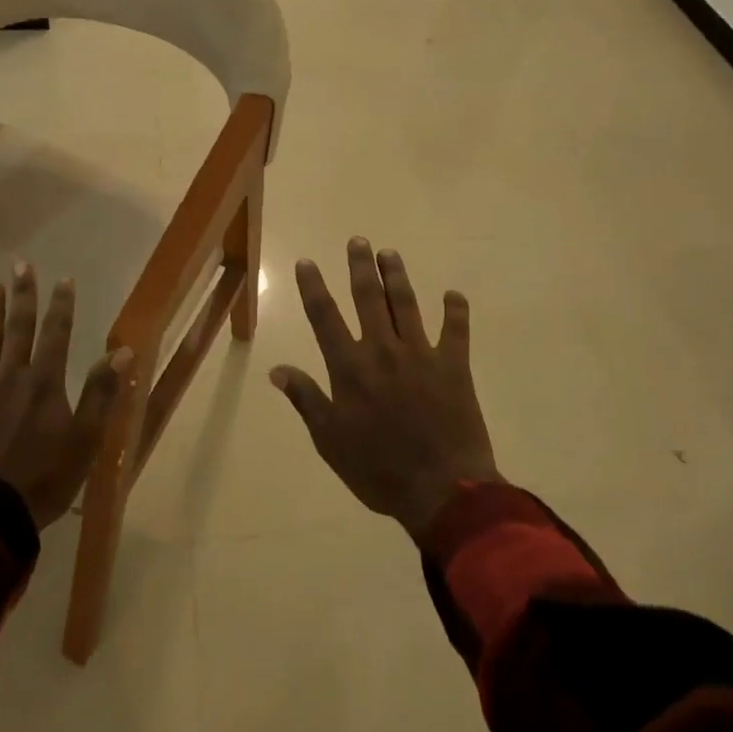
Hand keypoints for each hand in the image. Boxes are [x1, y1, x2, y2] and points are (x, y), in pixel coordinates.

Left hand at [0, 264, 131, 529]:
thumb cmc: (44, 478)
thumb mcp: (85, 440)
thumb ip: (101, 393)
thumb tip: (122, 352)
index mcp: (44, 382)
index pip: (56, 333)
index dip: (61, 305)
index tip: (63, 279)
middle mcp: (10, 378)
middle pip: (18, 329)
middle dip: (22, 296)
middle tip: (20, 265)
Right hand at [272, 240, 498, 539]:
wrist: (443, 490)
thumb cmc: (378, 470)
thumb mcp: (330, 441)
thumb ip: (306, 399)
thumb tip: (276, 369)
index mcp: (350, 367)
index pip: (325, 317)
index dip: (314, 287)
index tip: (307, 262)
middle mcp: (383, 350)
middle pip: (368, 298)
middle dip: (361, 267)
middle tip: (359, 240)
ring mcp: (421, 354)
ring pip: (406, 304)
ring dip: (397, 276)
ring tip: (390, 253)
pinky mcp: (454, 366)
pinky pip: (456, 330)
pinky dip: (455, 310)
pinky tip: (453, 294)